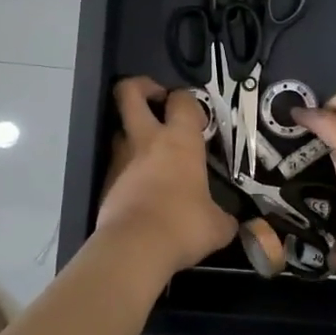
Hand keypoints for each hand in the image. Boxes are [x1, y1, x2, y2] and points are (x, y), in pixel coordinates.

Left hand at [95, 77, 236, 273]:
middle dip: (141, 87)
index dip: (188, 101)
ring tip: (150, 151)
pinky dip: (127, 169)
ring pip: (119, 128)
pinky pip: (116, 164)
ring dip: (132, 132)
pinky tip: (141, 189)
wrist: (134, 247)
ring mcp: (120, 159)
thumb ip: (223, 217)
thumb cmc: (183, 226)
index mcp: (180, 141)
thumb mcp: (217, 226)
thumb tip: (230, 223)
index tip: (196, 118)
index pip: (182, 100)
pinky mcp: (105, 182)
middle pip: (129, 93)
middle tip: (156, 100)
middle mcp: (147, 141)